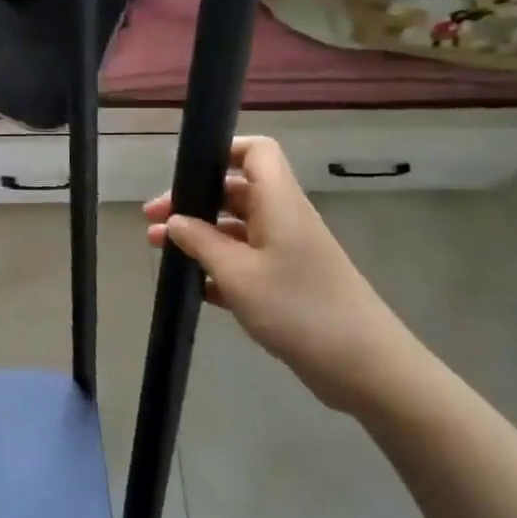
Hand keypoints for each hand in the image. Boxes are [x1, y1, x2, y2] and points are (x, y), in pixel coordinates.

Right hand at [143, 137, 427, 411]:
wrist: (363, 367)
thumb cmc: (297, 308)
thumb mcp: (237, 274)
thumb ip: (200, 242)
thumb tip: (174, 220)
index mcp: (278, 202)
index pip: (256, 152)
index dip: (222, 150)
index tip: (185, 172)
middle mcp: (283, 218)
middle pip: (235, 191)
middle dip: (193, 201)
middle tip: (153, 219)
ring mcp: (287, 251)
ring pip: (236, 228)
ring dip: (199, 235)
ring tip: (160, 249)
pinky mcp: (288, 282)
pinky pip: (245, 261)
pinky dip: (218, 266)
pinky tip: (192, 285)